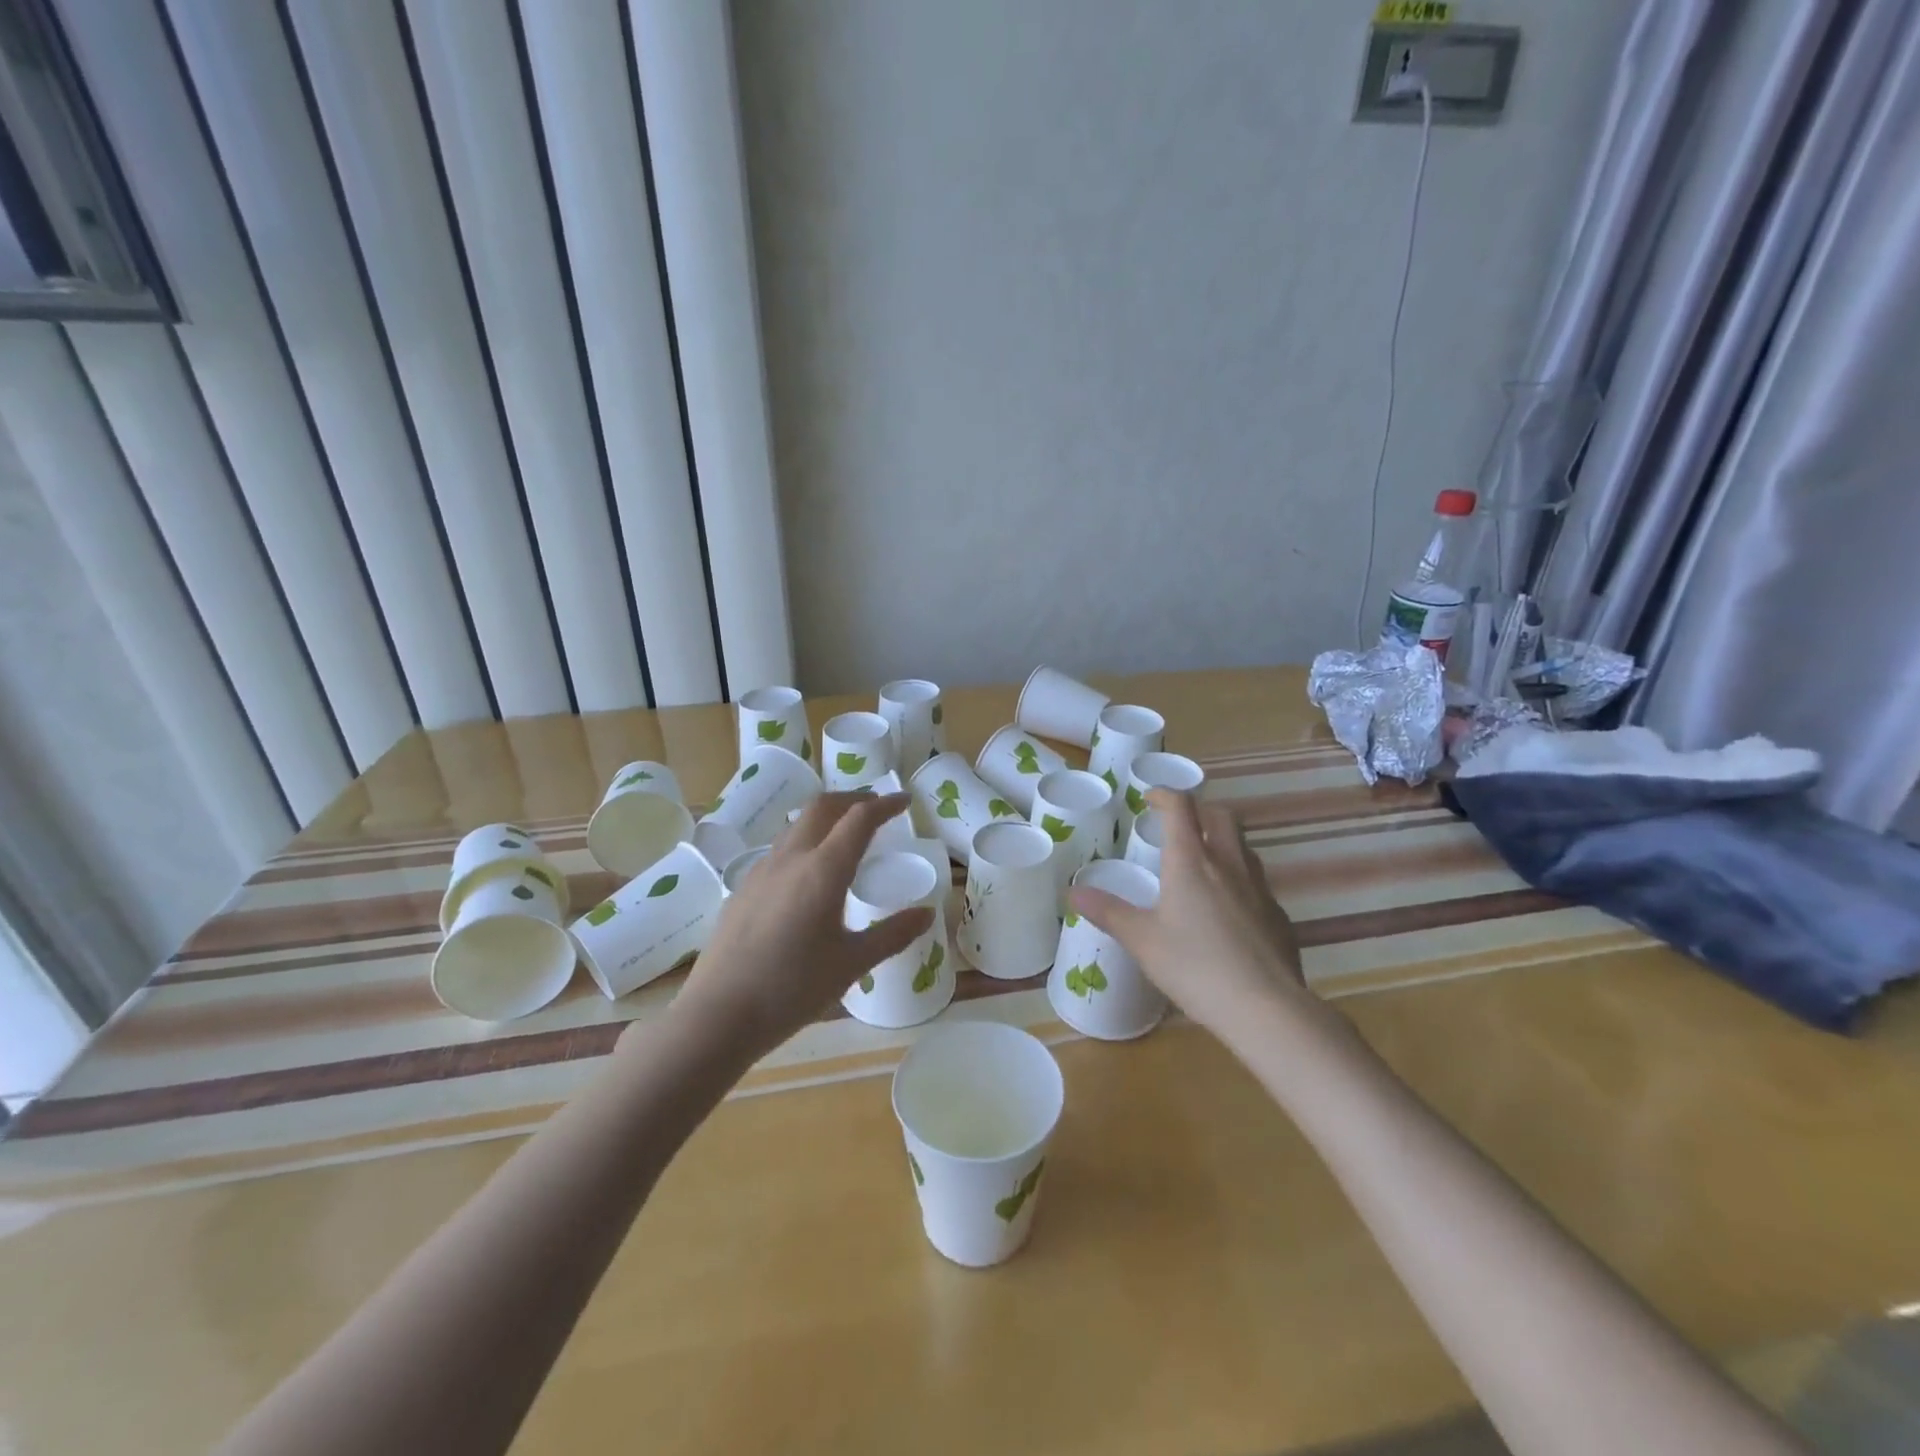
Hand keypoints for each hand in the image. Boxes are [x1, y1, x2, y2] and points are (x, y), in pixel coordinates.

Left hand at [668, 792, 933, 1062]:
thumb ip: (893, 934)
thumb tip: (927, 914)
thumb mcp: (852, 964)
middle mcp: (791, 859)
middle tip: (876, 807)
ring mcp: (761, 871)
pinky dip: (804, 842)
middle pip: (823, 807)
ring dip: (826, 818)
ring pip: (797, 825)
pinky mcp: (743, 888)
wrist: (718, 1015)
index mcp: (823, 870)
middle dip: (853, 799)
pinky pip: (780, 849)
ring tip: (844, 835)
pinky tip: (808, 873)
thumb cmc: (792, 989)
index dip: (885, 804)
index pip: (860, 819)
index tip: (905, 801)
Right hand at [1069, 788, 1311, 1039]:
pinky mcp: (1278, 914)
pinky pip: (1258, 882)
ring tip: (1202, 862)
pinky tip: (1229, 910)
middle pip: (1220, 816)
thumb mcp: (1142, 941)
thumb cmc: (1195, 967)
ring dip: (1222, 841)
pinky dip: (1240, 879)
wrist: (1266, 1008)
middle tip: (1178, 825)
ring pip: (1243, 846)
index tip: (1149, 799)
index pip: (1180, 808)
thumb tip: (1073, 891)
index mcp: (1190, 862)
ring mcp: (1259, 888)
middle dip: (1198, 810)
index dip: (1164, 795)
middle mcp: (1228, 863)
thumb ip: (1108, 912)